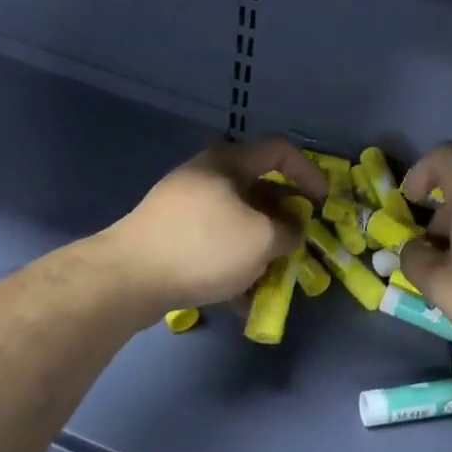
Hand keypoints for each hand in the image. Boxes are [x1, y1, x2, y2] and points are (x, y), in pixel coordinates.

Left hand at [102, 137, 325, 315]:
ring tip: (271, 281)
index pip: (280, 152)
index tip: (323, 205)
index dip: (309, 173)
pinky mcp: (170, 237)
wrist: (128, 278)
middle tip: (297, 247)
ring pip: (237, 223)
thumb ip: (289, 232)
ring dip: (260, 249)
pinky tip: (240, 299)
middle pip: (259, 191)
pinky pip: (214, 245)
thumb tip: (291, 232)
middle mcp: (206, 177)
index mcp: (229, 162)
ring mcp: (184, 207)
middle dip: (284, 222)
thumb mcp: (262, 239)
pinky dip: (233, 265)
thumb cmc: (205, 246)